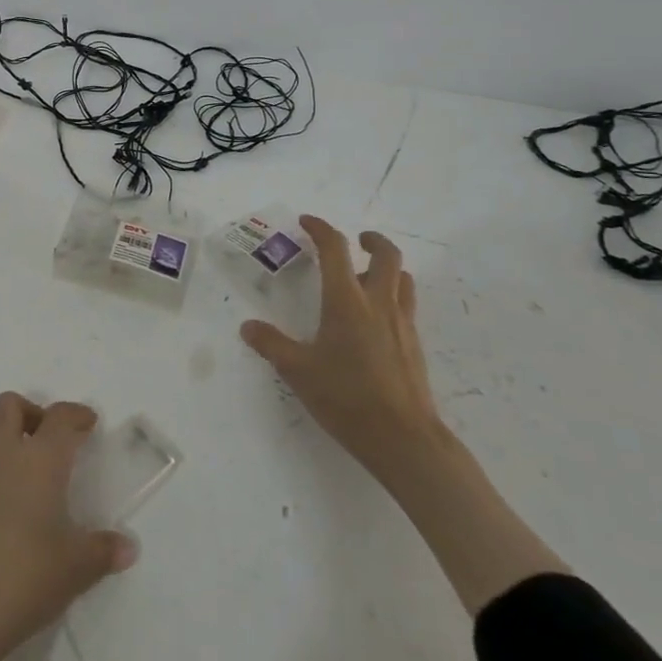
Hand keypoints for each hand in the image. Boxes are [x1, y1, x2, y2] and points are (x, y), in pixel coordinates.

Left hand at [0, 393, 136, 660]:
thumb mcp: (75, 570)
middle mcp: (2, 454)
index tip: (87, 424)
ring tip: (7, 454)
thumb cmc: (22, 582)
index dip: (76, 414)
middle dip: (29, 412)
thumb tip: (129, 547)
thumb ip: (104, 552)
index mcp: (40, 461)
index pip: (60, 417)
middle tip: (44, 439)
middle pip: (10, 404)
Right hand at [240, 216, 444, 485]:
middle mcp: (378, 303)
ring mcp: (402, 323)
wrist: (404, 438)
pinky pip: (407, 305)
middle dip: (371, 240)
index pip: (335, 249)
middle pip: (387, 254)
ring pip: (403, 279)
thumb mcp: (299, 372)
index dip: (321, 229)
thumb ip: (272, 345)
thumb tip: (248, 327)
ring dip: (387, 268)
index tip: (307, 222)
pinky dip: (394, 296)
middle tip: (356, 242)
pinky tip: (376, 320)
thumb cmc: (347, 398)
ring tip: (368, 278)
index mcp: (347, 301)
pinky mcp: (414, 345)